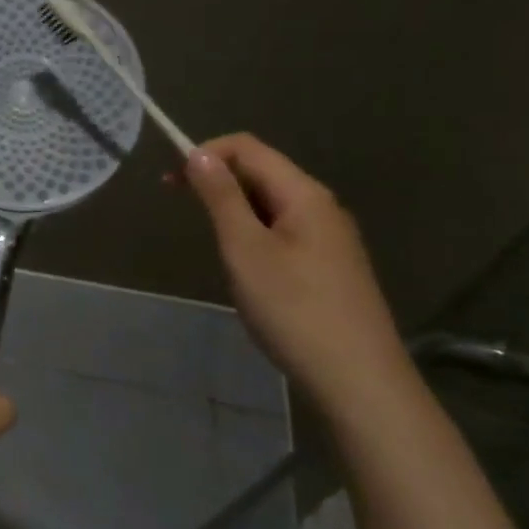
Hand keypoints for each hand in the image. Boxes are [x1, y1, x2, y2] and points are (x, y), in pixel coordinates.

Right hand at [184, 133, 410, 403]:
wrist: (358, 380)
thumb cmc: (294, 309)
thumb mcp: (245, 249)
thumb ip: (222, 198)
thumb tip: (199, 154)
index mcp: (304, 194)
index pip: (247, 148)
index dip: (205, 153)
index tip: (170, 181)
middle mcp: (321, 206)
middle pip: (262, 171)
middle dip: (217, 180)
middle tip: (179, 208)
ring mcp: (330, 237)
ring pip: (271, 204)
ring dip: (233, 209)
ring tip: (212, 243)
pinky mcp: (330, 266)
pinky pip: (283, 230)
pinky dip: (253, 233)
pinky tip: (245, 268)